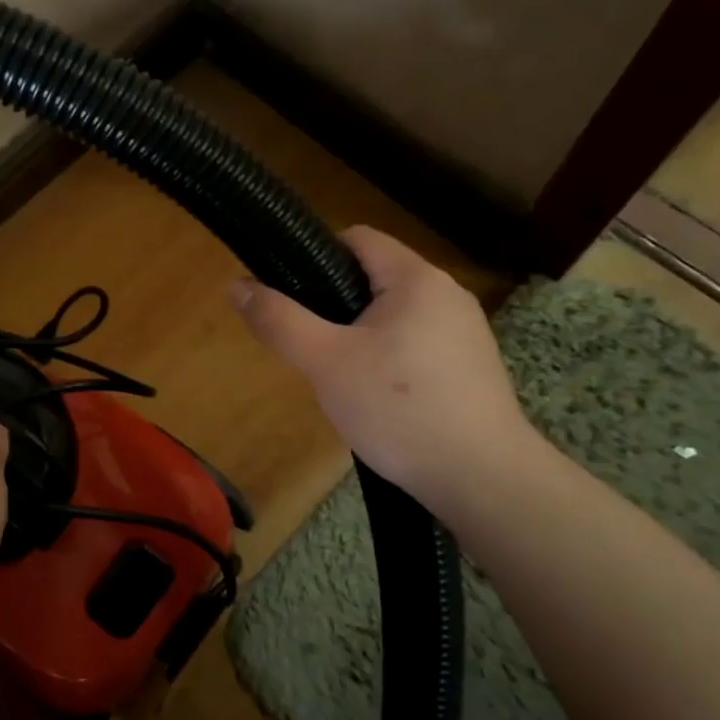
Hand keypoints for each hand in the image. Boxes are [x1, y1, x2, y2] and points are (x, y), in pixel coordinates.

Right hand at [229, 225, 535, 508]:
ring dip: (358, 337)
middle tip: (309, 348)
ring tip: (338, 379)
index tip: (289, 295)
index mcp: (416, 279)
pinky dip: (387, 361)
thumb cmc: (399, 409)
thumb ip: (279, 321)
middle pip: (373, 278)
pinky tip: (377, 401)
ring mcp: (465, 333)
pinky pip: (414, 346)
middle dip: (333, 306)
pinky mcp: (471, 369)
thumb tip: (235, 286)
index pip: (357, 238)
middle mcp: (447, 295)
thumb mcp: (325, 363)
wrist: (483, 480)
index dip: (315, 255)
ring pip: (392, 316)